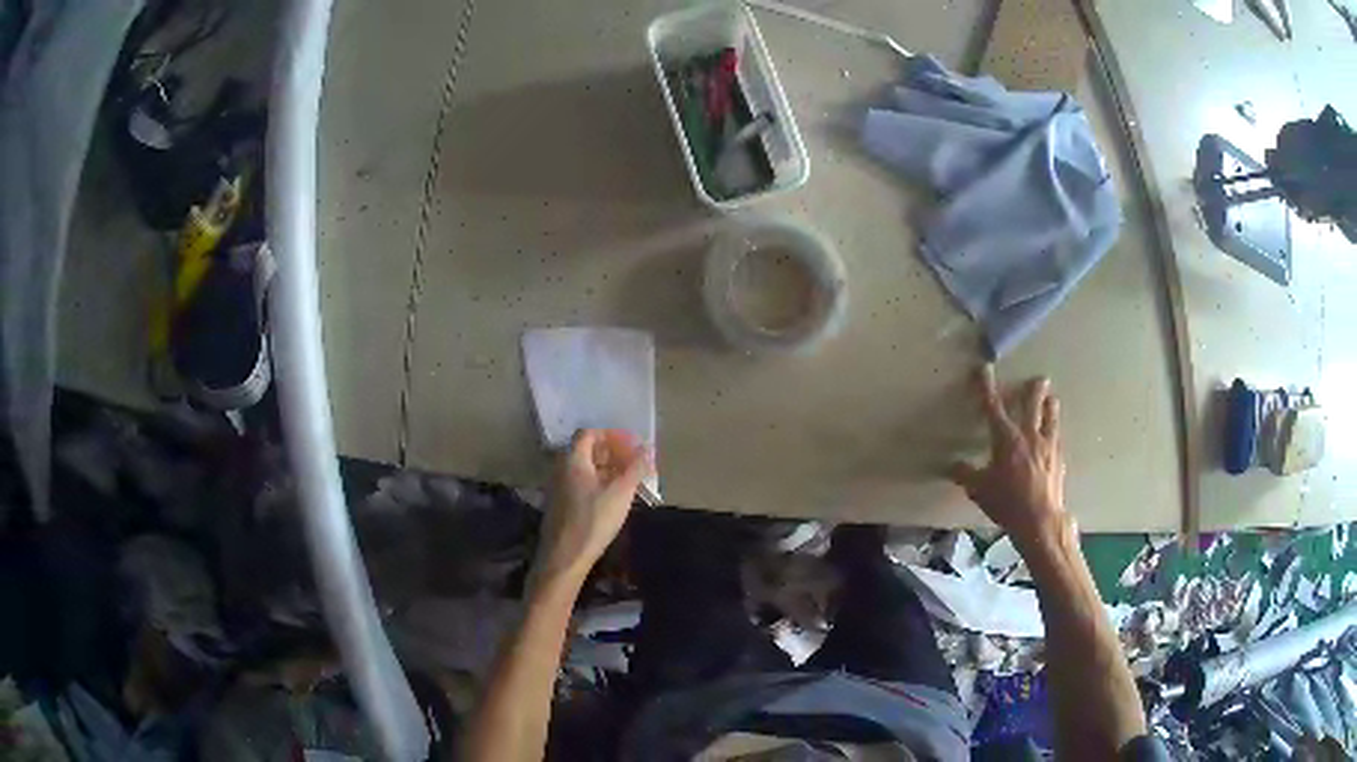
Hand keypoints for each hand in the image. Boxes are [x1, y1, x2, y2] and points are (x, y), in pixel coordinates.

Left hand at [532, 429, 650, 589]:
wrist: (565, 556)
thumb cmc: (593, 520)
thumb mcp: (621, 492)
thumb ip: (636, 467)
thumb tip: (648, 448)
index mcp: (573, 459)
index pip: (590, 433)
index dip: (612, 436)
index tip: (632, 446)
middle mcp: (561, 468)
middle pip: (587, 450)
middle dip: (613, 453)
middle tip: (634, 463)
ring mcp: (558, 487)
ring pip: (585, 469)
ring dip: (607, 469)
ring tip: (629, 481)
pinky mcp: (561, 504)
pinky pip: (581, 483)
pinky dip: (599, 483)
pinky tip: (614, 498)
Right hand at [950, 366, 1066, 550]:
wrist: (1040, 519)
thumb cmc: (1007, 502)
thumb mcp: (979, 490)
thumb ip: (965, 474)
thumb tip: (952, 466)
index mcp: (1006, 438)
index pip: (993, 406)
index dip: (986, 386)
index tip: (983, 369)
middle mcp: (1029, 434)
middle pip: (1033, 403)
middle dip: (1034, 388)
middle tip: (1040, 378)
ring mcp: (1047, 445)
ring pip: (1051, 416)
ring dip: (1050, 405)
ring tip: (1052, 398)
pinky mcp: (1058, 458)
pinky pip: (1057, 437)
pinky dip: (1054, 431)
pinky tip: (1054, 435)